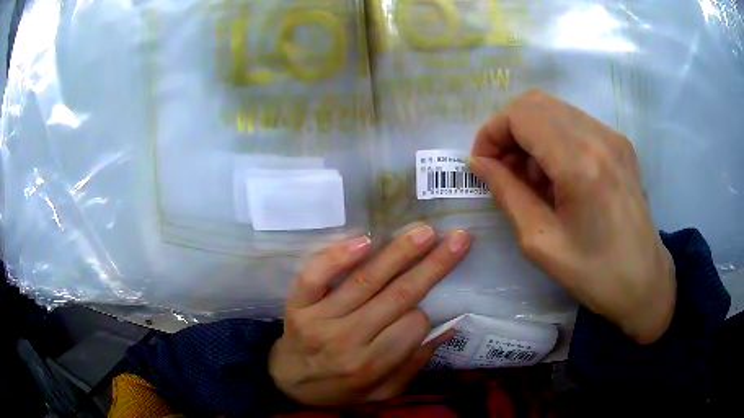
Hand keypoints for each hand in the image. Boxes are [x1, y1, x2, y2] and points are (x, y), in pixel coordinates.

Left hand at [269, 225, 471, 405]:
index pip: (413, 326)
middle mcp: (348, 340)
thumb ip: (414, 363)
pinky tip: (365, 240)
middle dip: (433, 265)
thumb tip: (449, 327)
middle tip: (458, 238)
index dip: (425, 312)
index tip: (424, 306)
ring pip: (365, 280)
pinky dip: (338, 257)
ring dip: (399, 253)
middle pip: (398, 296)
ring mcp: (320, 319)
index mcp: (372, 365)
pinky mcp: (298, 304)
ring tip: (424, 232)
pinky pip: (316, 276)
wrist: (289, 382)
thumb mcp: (382, 392)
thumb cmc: (340, 389)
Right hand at [469, 90, 674, 344]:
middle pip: (535, 103)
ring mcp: (613, 136)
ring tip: (531, 177)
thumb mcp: (541, 242)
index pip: (521, 115)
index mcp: (580, 164)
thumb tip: (479, 164)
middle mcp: (599, 137)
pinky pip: (574, 123)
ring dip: (531, 134)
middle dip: (508, 130)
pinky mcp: (620, 143)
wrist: (644, 281)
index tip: (483, 165)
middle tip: (503, 169)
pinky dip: (553, 138)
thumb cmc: (594, 274)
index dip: (492, 132)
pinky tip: (557, 175)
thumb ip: (507, 194)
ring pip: (554, 109)